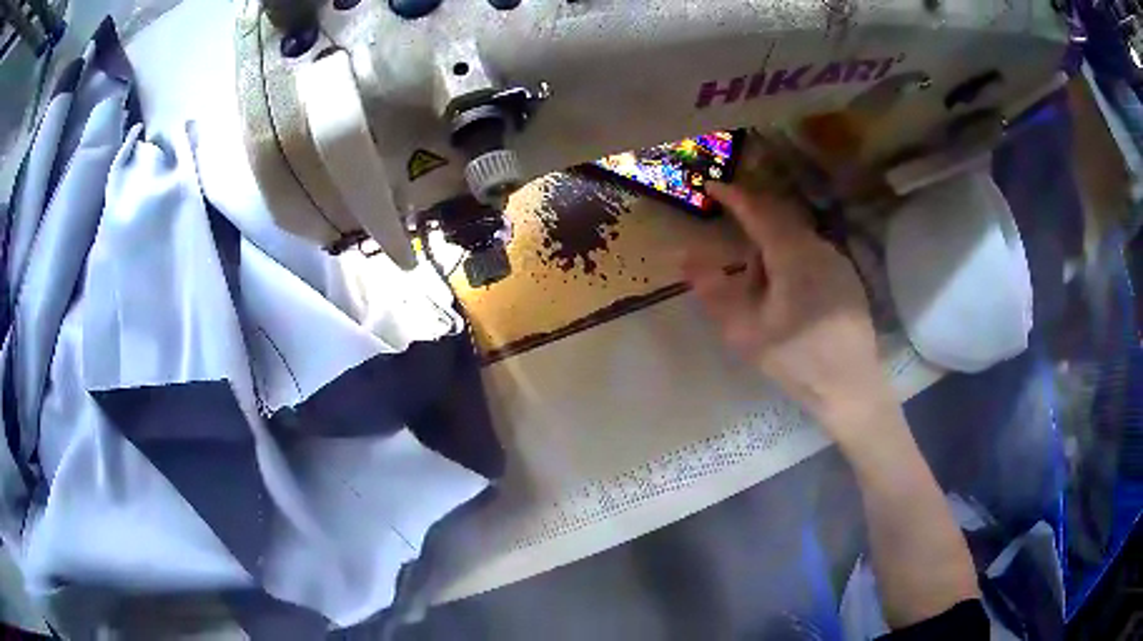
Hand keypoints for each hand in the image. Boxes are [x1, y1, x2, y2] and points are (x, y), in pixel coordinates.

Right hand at [682, 183, 894, 443]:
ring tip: (759, 284)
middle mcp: (819, 247)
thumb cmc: (795, 360)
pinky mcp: (848, 279)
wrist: (850, 387)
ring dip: (773, 245)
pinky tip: (789, 294)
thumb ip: (713, 289)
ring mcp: (838, 262)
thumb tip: (685, 255)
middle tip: (731, 228)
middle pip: (780, 219)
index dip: (733, 196)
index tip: (712, 185)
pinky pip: (813, 254)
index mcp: (793, 254)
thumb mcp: (744, 330)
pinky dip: (792, 258)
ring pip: (797, 238)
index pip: (758, 210)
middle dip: (753, 219)